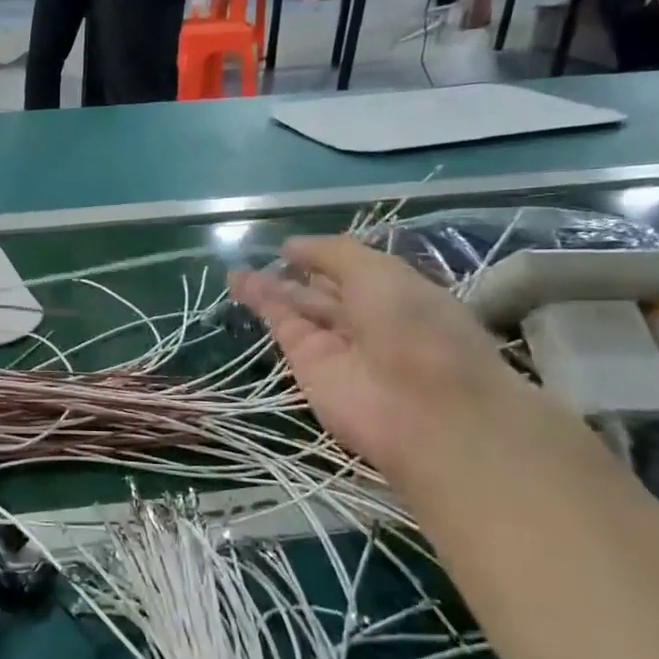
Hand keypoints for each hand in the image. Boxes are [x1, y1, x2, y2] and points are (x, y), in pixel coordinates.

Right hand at [227, 236, 525, 473]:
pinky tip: (241, 285)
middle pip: (323, 290)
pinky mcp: (308, 366)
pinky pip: (284, 327)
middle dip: (294, 273)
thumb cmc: (416, 329)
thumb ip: (333, 254)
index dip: (324, 256)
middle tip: (256, 257)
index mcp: (399, 294)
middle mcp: (368, 318)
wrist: (423, 412)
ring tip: (235, 271)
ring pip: (297, 308)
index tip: (289, 246)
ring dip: (270, 287)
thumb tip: (291, 246)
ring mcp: (336, 344)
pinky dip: (263, 305)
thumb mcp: (381, 274)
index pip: (354, 270)